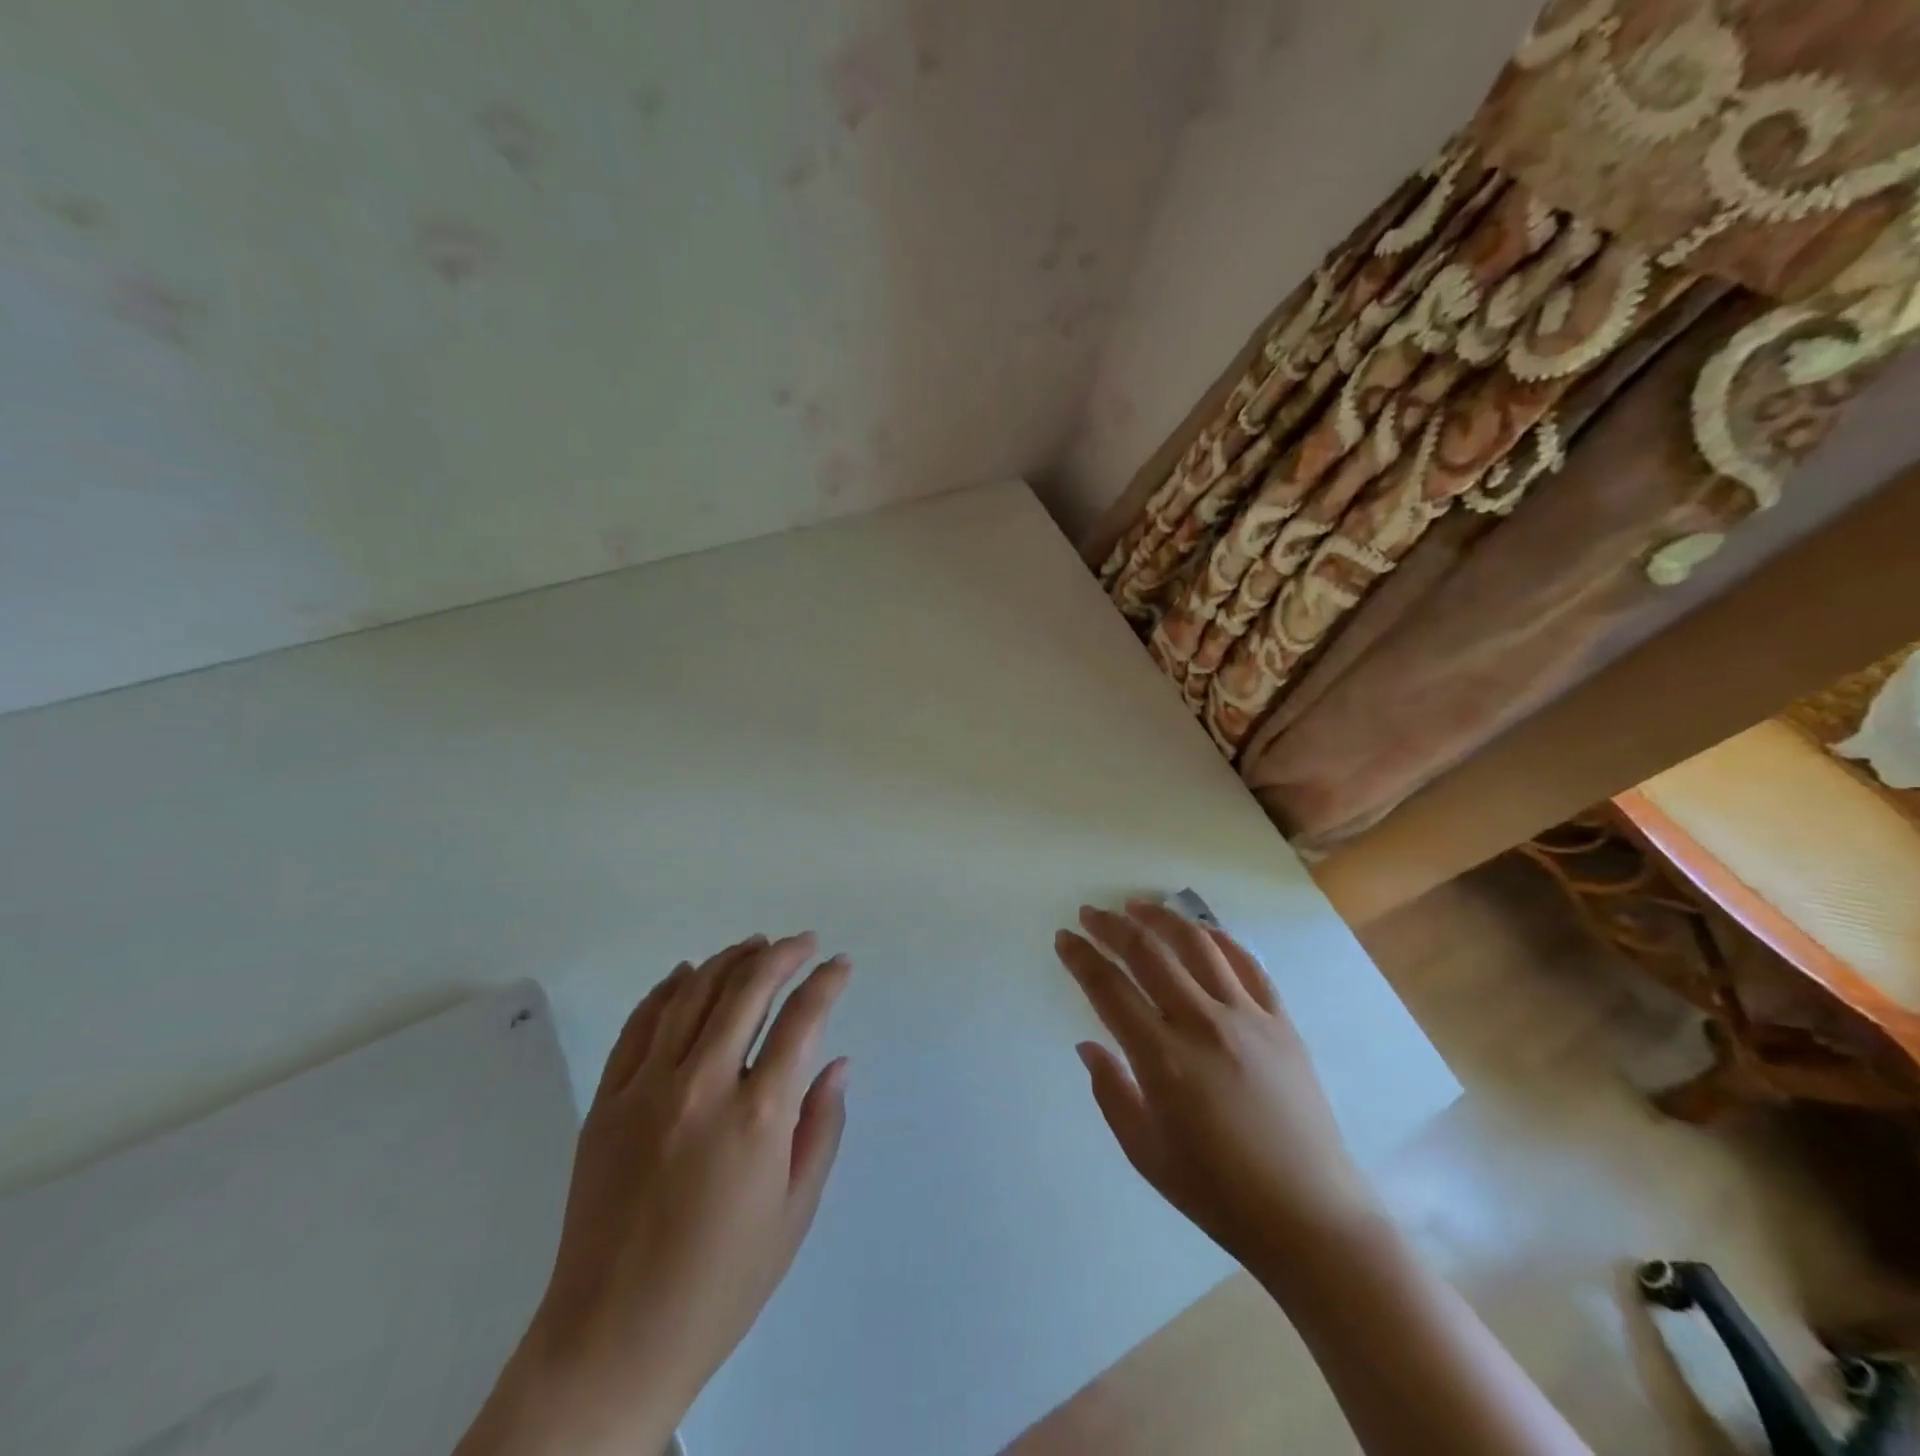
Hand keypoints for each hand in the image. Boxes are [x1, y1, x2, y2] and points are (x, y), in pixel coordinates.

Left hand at [460, 933, 852, 1455]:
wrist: (613, 1339)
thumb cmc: (722, 1282)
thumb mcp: (795, 1212)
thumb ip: (822, 1127)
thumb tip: (837, 1063)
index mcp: (758, 1118)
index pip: (801, 1021)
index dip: (825, 983)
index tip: (840, 965)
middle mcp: (703, 1087)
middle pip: (746, 991)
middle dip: (781, 956)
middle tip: (802, 942)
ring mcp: (647, 1089)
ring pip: (693, 995)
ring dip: (729, 961)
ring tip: (754, 945)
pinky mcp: (607, 1101)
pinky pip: (639, 1024)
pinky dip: (666, 989)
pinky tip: (686, 974)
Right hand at [1055, 901, 1381, 1280]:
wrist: (1310, 1217)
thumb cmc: (1218, 1193)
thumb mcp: (1145, 1152)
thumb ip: (1110, 1092)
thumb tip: (1089, 1044)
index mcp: (1163, 1059)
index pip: (1109, 989)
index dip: (1081, 957)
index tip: (1064, 938)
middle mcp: (1203, 1025)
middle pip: (1149, 954)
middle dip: (1112, 926)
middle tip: (1090, 913)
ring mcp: (1249, 1018)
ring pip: (1198, 945)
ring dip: (1162, 918)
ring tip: (1137, 906)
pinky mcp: (1282, 1022)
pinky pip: (1247, 964)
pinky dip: (1219, 939)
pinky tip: (1200, 932)